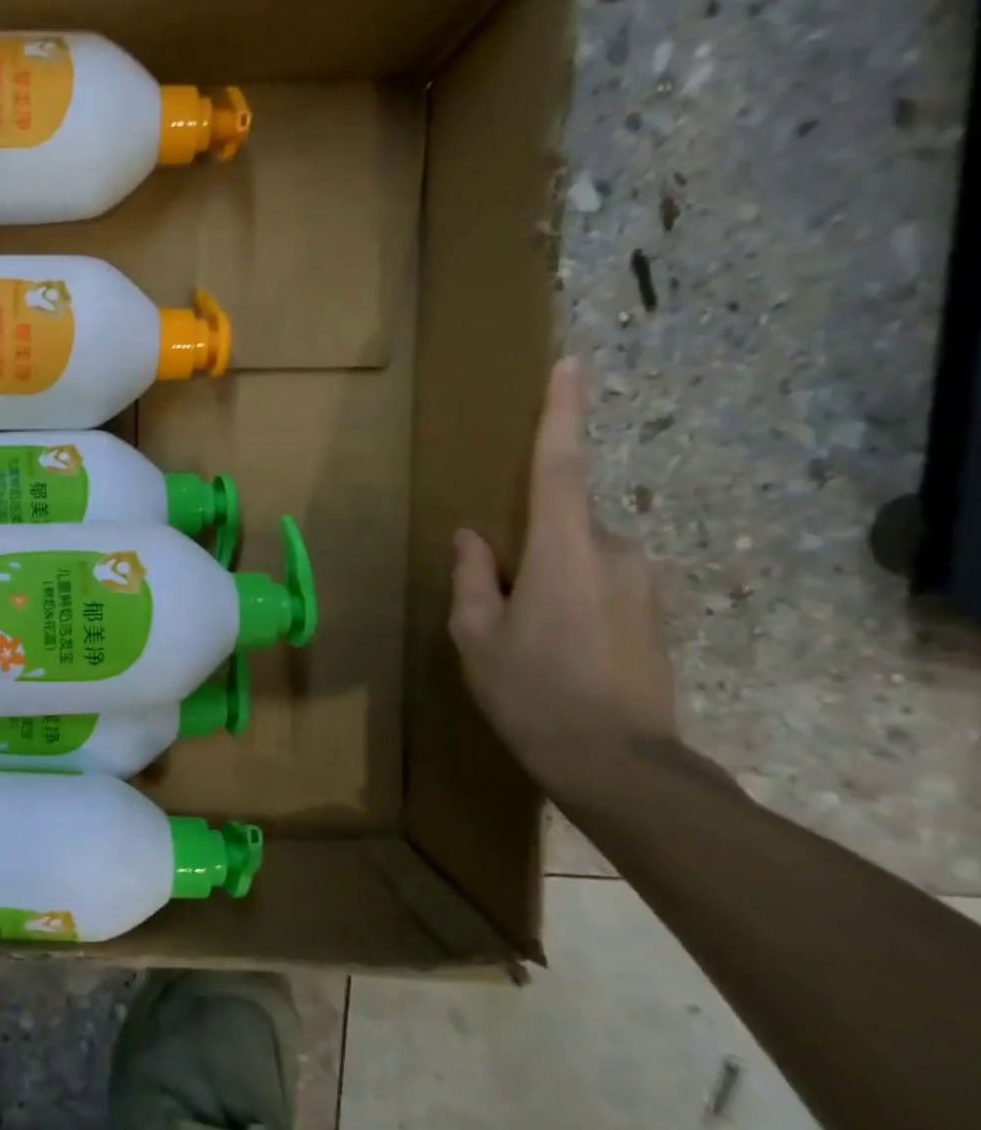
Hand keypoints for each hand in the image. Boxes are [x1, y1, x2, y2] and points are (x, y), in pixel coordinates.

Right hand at [448, 357, 677, 789]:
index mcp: (565, 552)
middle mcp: (615, 552)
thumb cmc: (533, 694)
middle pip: (560, 523)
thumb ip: (472, 577)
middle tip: (498, 605)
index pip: (560, 467)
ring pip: (579, 555)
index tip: (570, 364)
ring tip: (527, 638)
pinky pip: (600, 580)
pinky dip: (570, 597)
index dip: (562, 414)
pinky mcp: (656, 609)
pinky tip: (557, 649)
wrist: (620, 765)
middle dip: (526, 547)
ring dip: (546, 577)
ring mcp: (643, 581)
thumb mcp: (476, 637)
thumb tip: (474, 538)